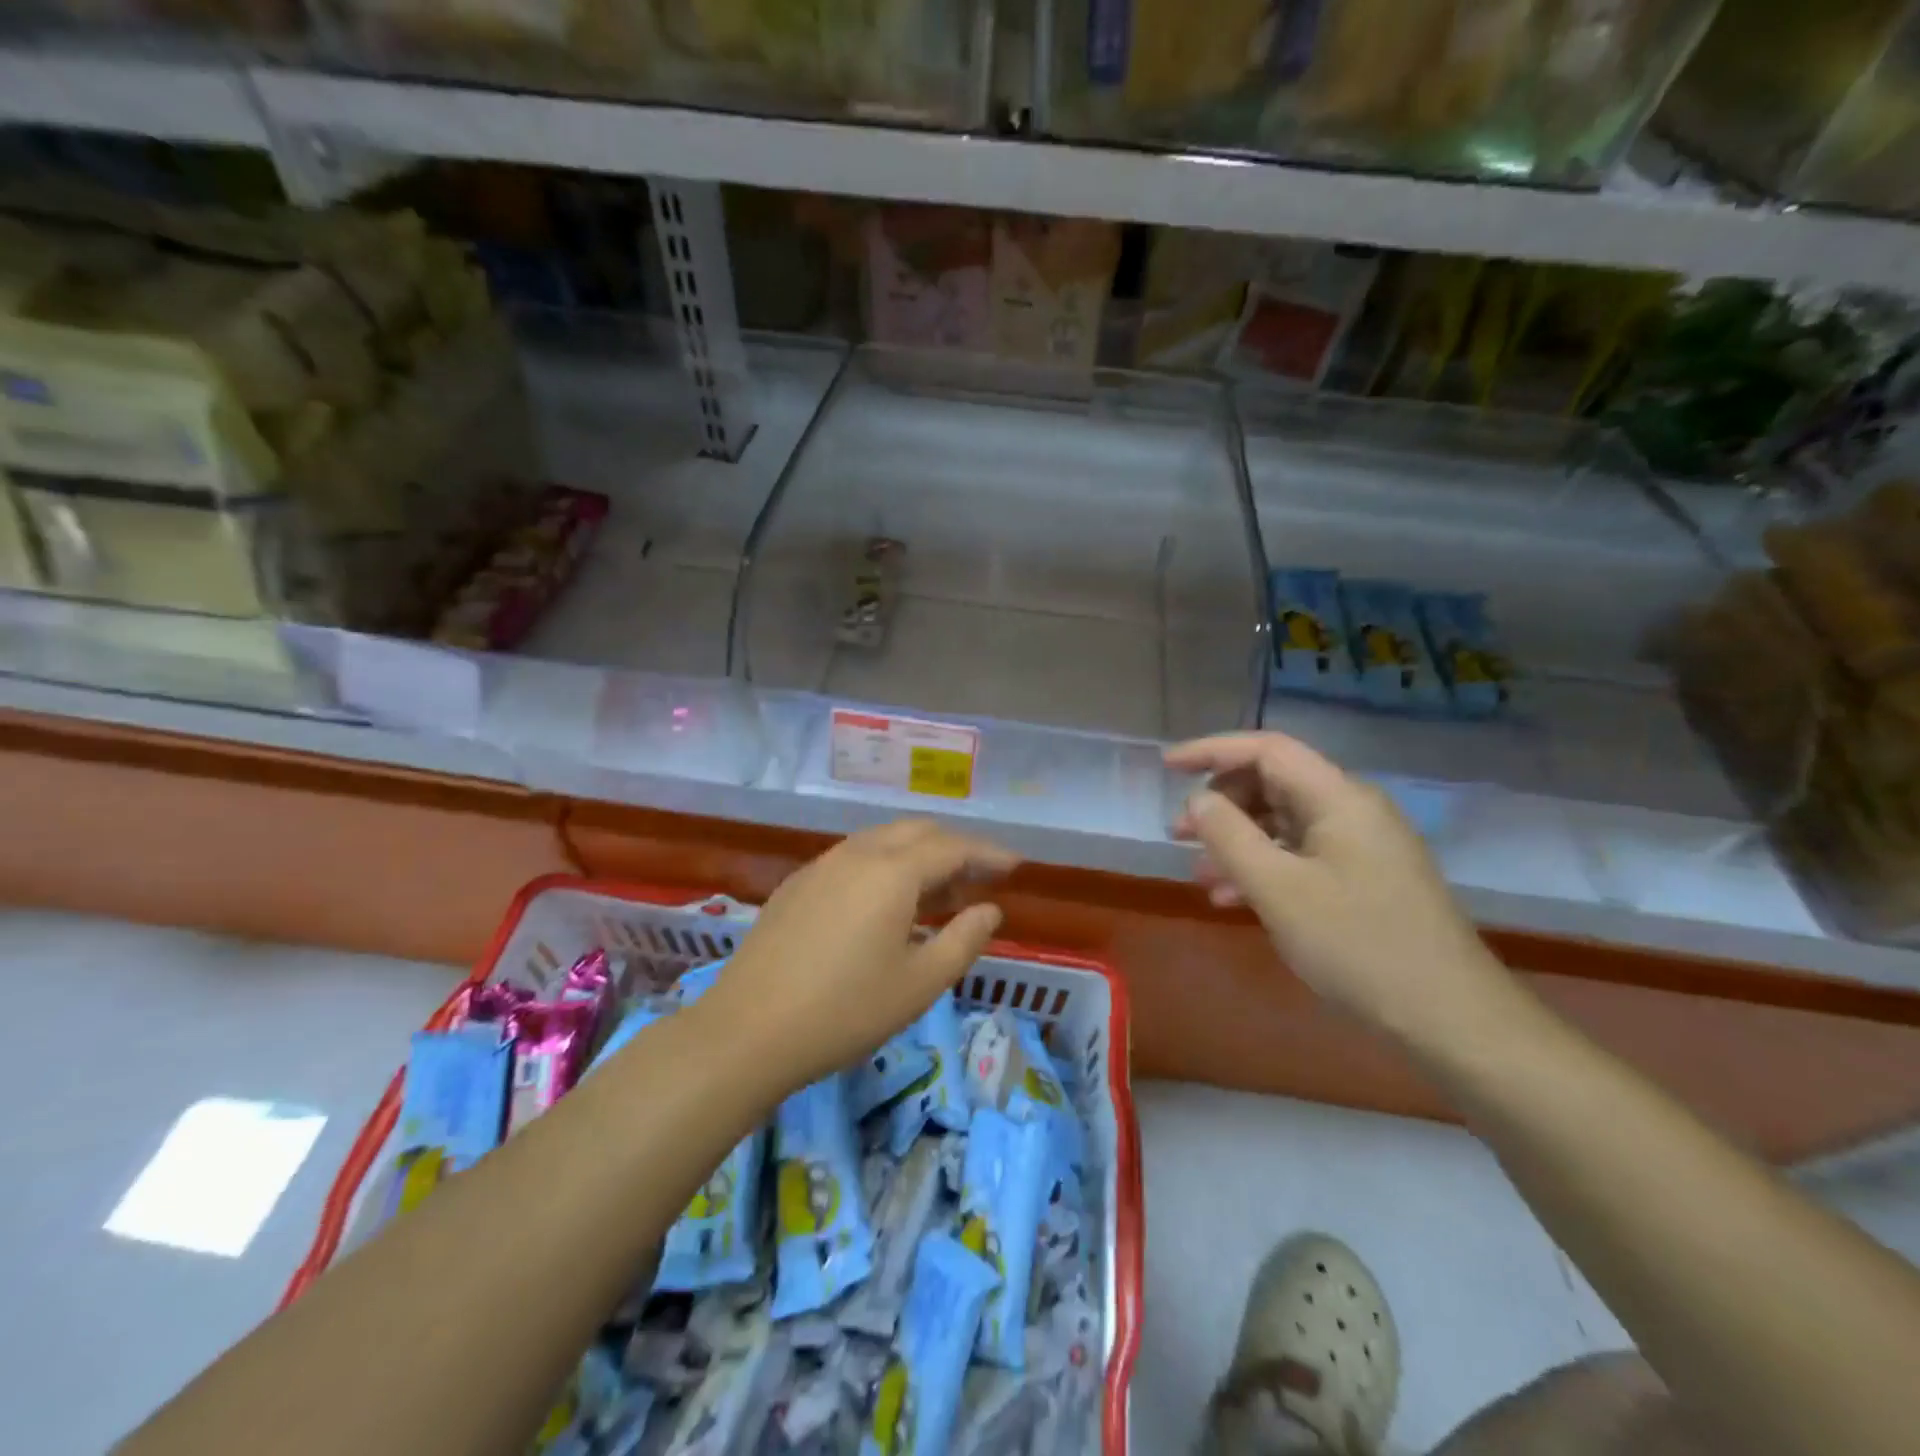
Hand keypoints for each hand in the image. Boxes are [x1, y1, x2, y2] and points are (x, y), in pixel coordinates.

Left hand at [705, 820, 1018, 1092]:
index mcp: (893, 872)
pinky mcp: (797, 884)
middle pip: (918, 832)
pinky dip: (885, 866)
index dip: (989, 853)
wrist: (747, 1030)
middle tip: (979, 879)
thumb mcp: (920, 983)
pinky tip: (885, 903)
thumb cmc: (845, 1011)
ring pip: (883, 841)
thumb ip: (964, 940)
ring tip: (939, 891)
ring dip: (918, 856)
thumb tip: (989, 909)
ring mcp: (822, 865)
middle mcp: (858, 854)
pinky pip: (854, 857)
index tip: (1015, 866)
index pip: (954, 847)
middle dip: (954, 848)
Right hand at [1166, 732, 1517, 1046]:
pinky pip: (1300, 856)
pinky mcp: (1363, 879)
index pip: (1267, 750)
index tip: (1167, 767)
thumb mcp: (1278, 888)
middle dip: (1220, 803)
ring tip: (1198, 872)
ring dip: (1236, 841)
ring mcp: (1361, 846)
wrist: (1449, 1017)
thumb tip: (1199, 800)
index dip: (1212, 751)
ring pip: (1283, 824)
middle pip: (1273, 783)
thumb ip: (1229, 835)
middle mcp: (1352, 811)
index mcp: (1339, 798)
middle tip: (1178, 834)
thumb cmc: (1357, 944)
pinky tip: (1232, 900)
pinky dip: (1262, 868)